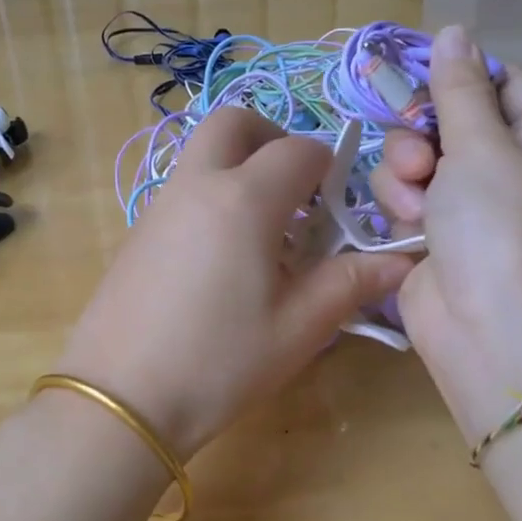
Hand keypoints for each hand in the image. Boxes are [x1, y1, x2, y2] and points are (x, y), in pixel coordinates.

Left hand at [58, 107, 413, 457]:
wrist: (120, 398)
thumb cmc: (219, 362)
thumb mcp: (299, 328)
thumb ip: (351, 283)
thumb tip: (401, 262)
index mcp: (244, 199)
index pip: (299, 150)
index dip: (329, 167)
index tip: (339, 206)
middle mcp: (197, 184)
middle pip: (234, 122)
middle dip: (272, 137)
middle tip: (296, 188)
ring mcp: (158, 205)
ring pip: (202, 152)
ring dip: (239, 166)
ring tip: (265, 232)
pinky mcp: (136, 231)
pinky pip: (182, 188)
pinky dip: (212, 194)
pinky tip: (223, 259)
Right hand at [368, 25, 521, 376]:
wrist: (486, 323)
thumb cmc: (497, 222)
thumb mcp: (481, 143)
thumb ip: (459, 88)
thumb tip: (454, 31)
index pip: (503, 81)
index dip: (460, 75)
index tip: (417, 72)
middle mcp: (513, 166)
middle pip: (452, 119)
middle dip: (423, 135)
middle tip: (420, 157)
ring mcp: (474, 202)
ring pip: (420, 157)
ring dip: (406, 173)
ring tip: (414, 202)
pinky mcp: (439, 231)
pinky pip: (408, 194)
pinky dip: (403, 205)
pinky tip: (408, 226)